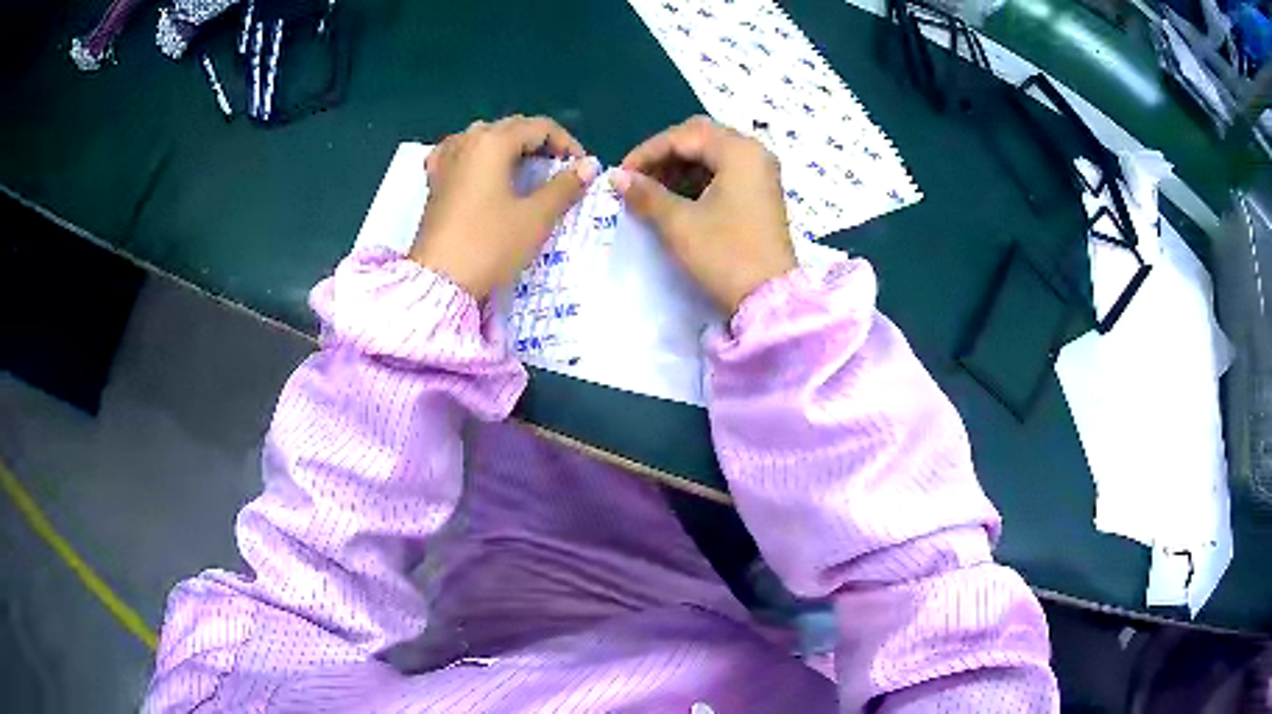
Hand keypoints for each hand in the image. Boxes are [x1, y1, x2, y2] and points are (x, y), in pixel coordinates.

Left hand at [410, 115, 599, 298]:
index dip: (566, 143)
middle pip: (511, 128)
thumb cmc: (489, 246)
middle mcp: (467, 141)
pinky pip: (459, 153)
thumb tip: (590, 165)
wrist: (437, 282)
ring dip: (509, 147)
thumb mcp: (535, 218)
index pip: (539, 127)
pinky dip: (477, 155)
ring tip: (525, 171)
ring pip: (484, 137)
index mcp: (493, 142)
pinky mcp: (434, 180)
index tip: (581, 169)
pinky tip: (481, 169)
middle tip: (559, 172)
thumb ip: (565, 186)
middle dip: (540, 144)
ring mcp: (445, 159)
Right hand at [614, 116, 795, 314]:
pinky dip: (698, 180)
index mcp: (739, 151)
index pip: (684, 135)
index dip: (647, 152)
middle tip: (638, 178)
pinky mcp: (761, 194)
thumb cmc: (724, 255)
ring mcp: (761, 174)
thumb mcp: (679, 223)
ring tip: (652, 191)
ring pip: (712, 155)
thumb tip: (617, 177)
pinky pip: (725, 173)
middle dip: (665, 155)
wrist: (768, 301)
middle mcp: (754, 154)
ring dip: (680, 167)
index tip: (621, 174)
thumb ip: (646, 194)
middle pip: (701, 138)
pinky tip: (676, 199)